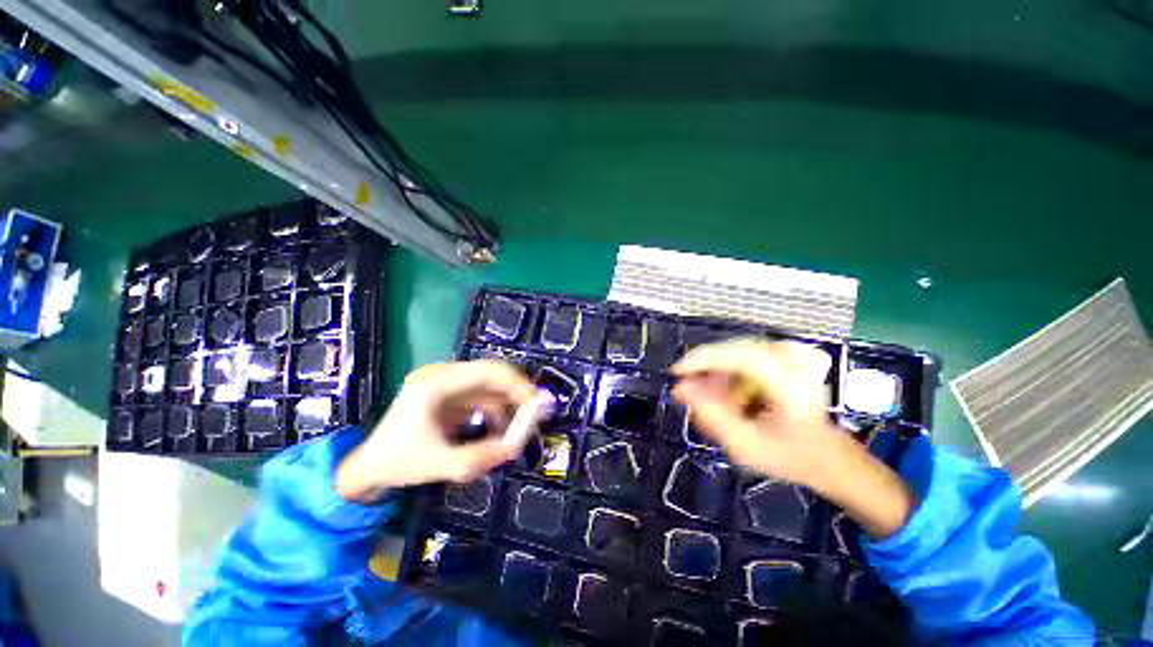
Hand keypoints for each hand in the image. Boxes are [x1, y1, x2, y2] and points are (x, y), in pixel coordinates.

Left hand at [336, 360, 544, 502]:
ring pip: (490, 385)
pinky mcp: (450, 392)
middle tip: (535, 414)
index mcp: (436, 383)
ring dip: (508, 403)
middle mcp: (442, 374)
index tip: (537, 404)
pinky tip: (501, 428)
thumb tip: (517, 447)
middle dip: (517, 393)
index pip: (488, 370)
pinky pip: (482, 395)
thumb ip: (481, 456)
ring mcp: (446, 381)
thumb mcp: (441, 464)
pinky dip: (496, 410)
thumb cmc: (399, 463)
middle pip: (492, 373)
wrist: (370, 466)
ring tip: (520, 427)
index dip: (517, 384)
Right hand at [672, 339, 914, 538]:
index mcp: (791, 383)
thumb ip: (712, 417)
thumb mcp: (746, 447)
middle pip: (733, 351)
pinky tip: (728, 396)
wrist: (828, 456)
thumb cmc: (790, 456)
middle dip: (706, 370)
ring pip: (735, 353)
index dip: (703, 359)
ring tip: (712, 402)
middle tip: (690, 394)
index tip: (677, 372)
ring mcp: (791, 354)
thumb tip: (680, 388)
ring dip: (717, 374)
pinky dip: (728, 374)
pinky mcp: (784, 355)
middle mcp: (794, 360)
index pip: (739, 356)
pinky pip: (743, 357)